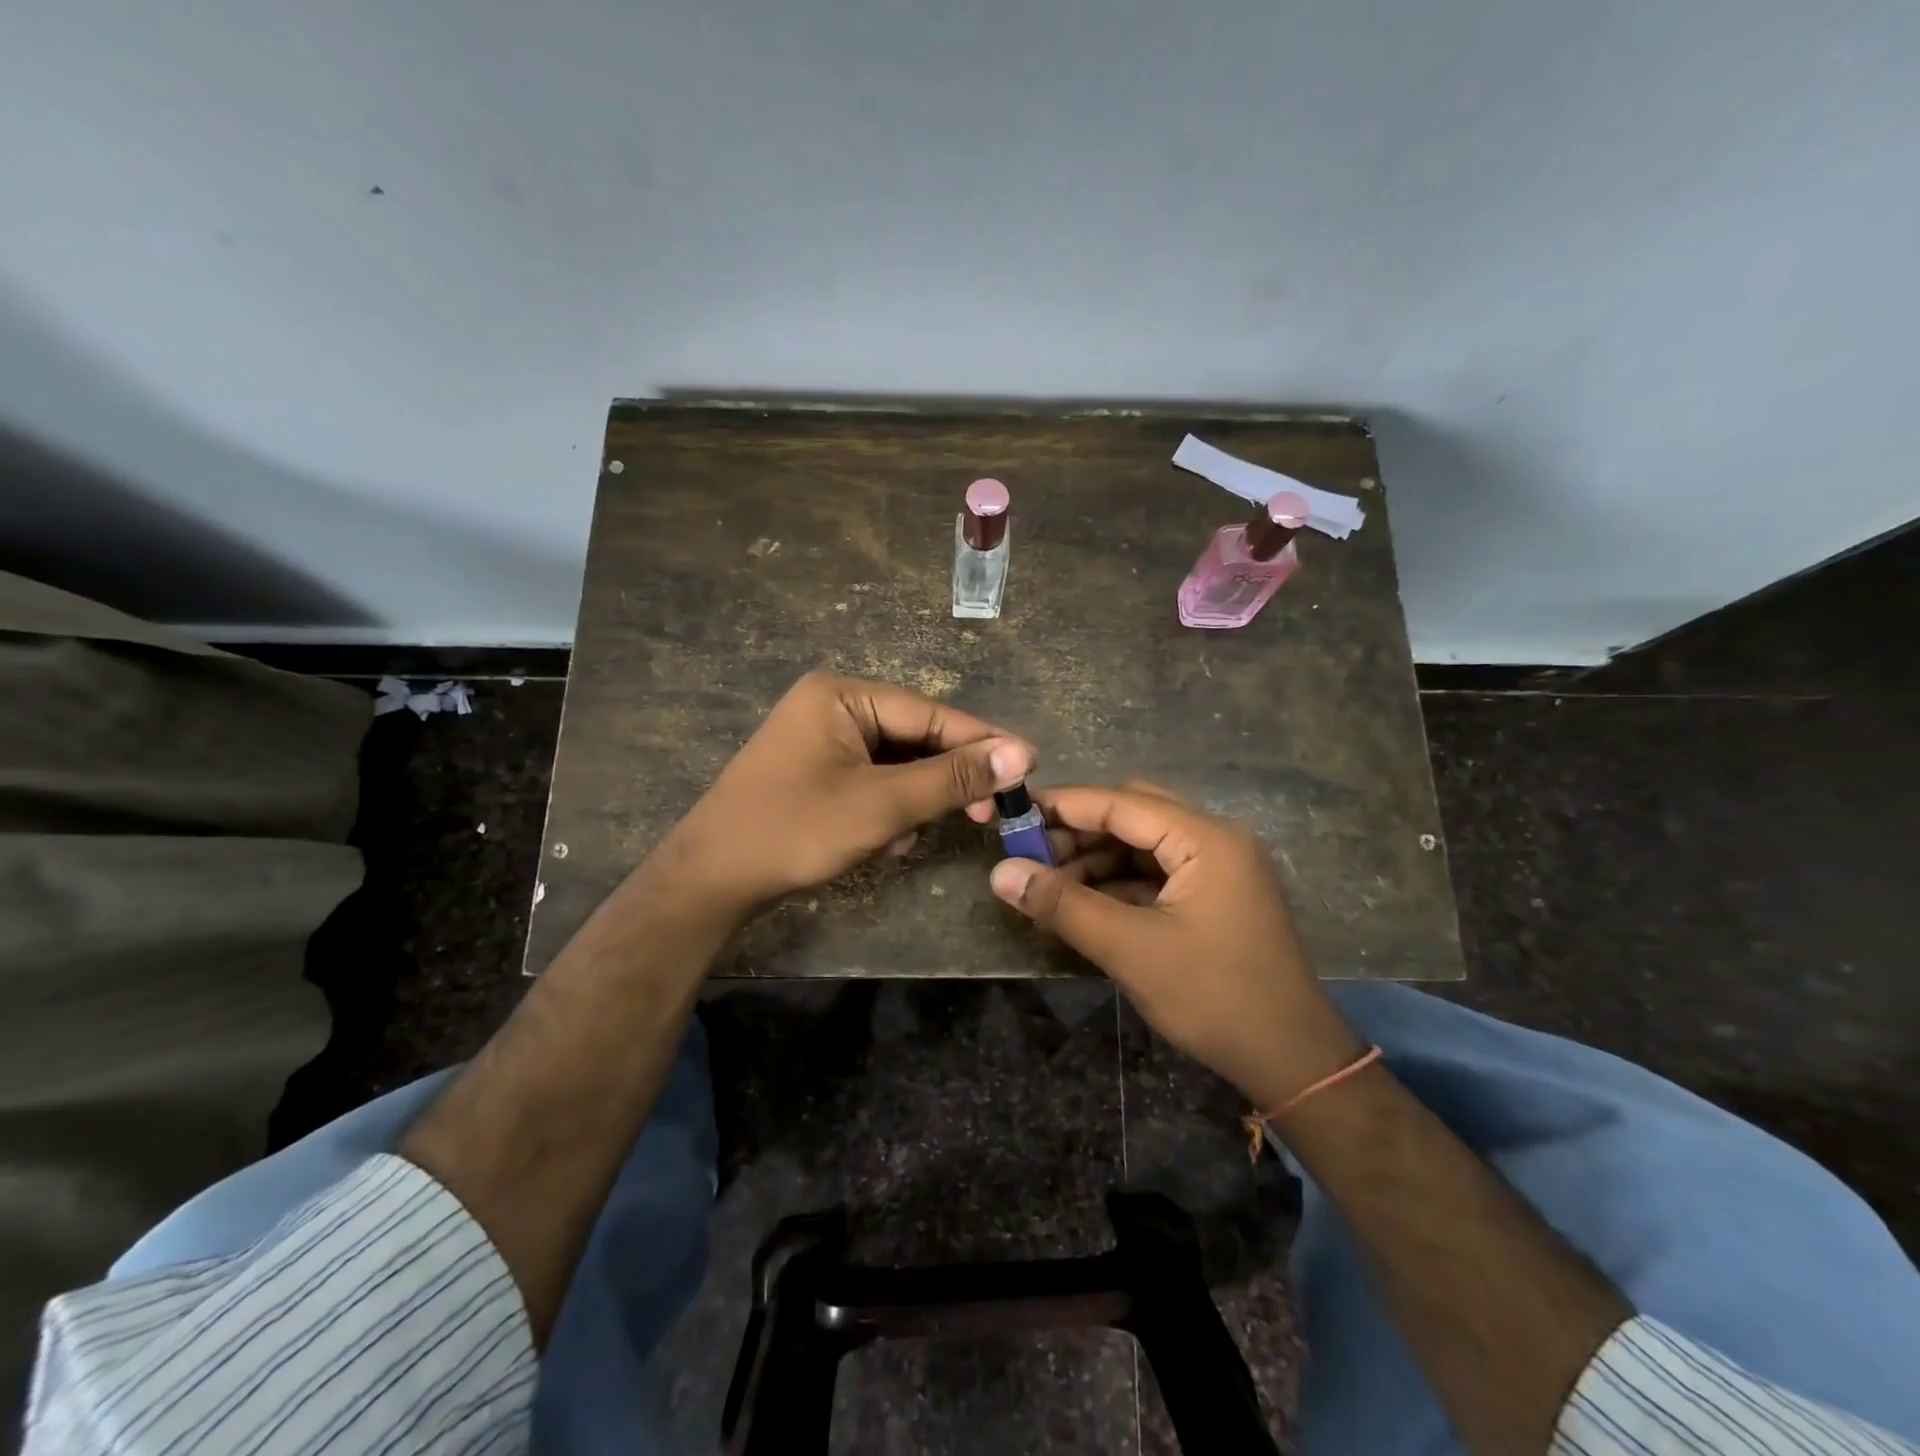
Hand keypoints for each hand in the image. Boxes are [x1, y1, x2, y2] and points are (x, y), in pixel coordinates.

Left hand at [660, 670, 1035, 917]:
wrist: (710, 881)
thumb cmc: (795, 831)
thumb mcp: (881, 805)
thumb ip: (952, 778)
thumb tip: (1021, 754)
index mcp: (842, 695)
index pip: (930, 714)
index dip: (983, 742)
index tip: (1030, 766)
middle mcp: (831, 706)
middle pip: (914, 736)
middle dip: (948, 777)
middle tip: (989, 812)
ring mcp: (820, 739)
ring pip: (896, 762)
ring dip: (918, 798)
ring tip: (927, 831)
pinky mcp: (816, 771)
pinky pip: (871, 779)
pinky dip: (890, 806)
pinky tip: (891, 840)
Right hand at [988, 781, 1361, 1110]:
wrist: (1292, 1060)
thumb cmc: (1214, 997)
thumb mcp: (1130, 949)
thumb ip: (1063, 905)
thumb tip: (1000, 873)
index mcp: (1206, 838)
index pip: (1121, 802)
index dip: (1064, 806)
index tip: (1013, 814)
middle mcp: (1216, 840)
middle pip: (1133, 816)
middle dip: (1078, 833)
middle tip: (1029, 857)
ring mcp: (1220, 868)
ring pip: (1143, 845)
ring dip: (1095, 860)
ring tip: (1047, 885)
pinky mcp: (1216, 896)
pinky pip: (1157, 873)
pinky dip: (1118, 882)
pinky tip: (1083, 902)